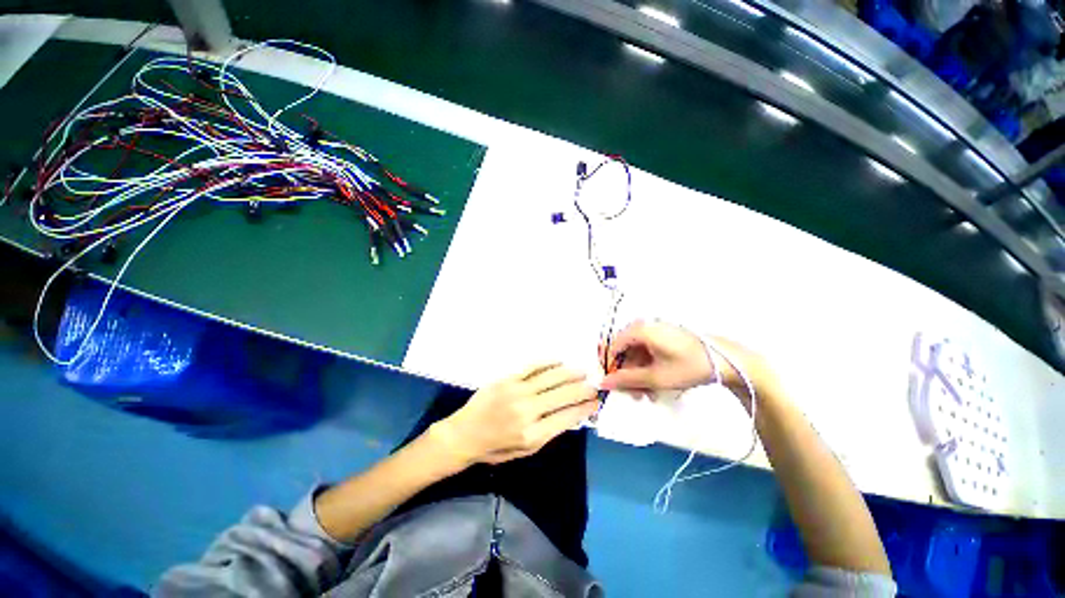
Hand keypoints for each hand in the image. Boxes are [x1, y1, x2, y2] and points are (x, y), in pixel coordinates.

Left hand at [432, 363, 599, 465]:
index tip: (595, 402)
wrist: (463, 435)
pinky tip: (559, 361)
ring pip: (550, 377)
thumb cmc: (495, 448)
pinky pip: (532, 366)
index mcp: (533, 435)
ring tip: (583, 371)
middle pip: (563, 395)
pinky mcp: (507, 378)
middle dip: (582, 389)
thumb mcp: (525, 451)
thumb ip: (549, 433)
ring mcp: (517, 391)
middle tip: (594, 384)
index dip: (585, 408)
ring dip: (570, 373)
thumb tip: (571, 414)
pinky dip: (548, 362)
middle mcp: (527, 411)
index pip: (567, 417)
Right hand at [599, 322, 774, 400]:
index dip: (609, 366)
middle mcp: (644, 326)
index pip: (612, 346)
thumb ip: (626, 379)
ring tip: (646, 395)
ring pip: (636, 354)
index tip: (611, 384)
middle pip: (624, 351)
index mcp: (639, 330)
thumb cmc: (688, 366)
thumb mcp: (655, 377)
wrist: (726, 361)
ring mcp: (655, 332)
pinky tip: (654, 386)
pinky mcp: (664, 338)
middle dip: (626, 374)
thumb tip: (602, 382)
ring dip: (638, 375)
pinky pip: (647, 353)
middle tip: (632, 394)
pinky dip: (647, 369)